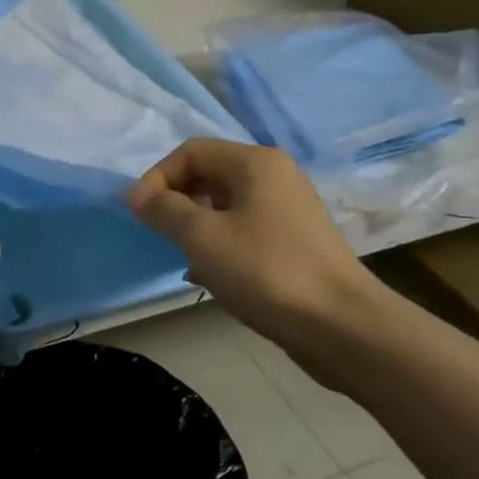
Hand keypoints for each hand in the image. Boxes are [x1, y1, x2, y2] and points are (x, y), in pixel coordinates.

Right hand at [128, 138, 382, 384]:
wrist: (343, 327)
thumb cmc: (266, 271)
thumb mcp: (203, 236)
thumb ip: (163, 210)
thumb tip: (135, 195)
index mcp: (255, 163)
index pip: (191, 151)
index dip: (157, 177)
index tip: (139, 214)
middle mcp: (275, 177)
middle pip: (209, 175)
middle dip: (176, 202)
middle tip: (160, 234)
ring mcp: (288, 211)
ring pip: (224, 206)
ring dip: (195, 227)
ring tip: (182, 257)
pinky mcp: (295, 243)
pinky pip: (243, 231)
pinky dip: (219, 245)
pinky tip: (208, 276)